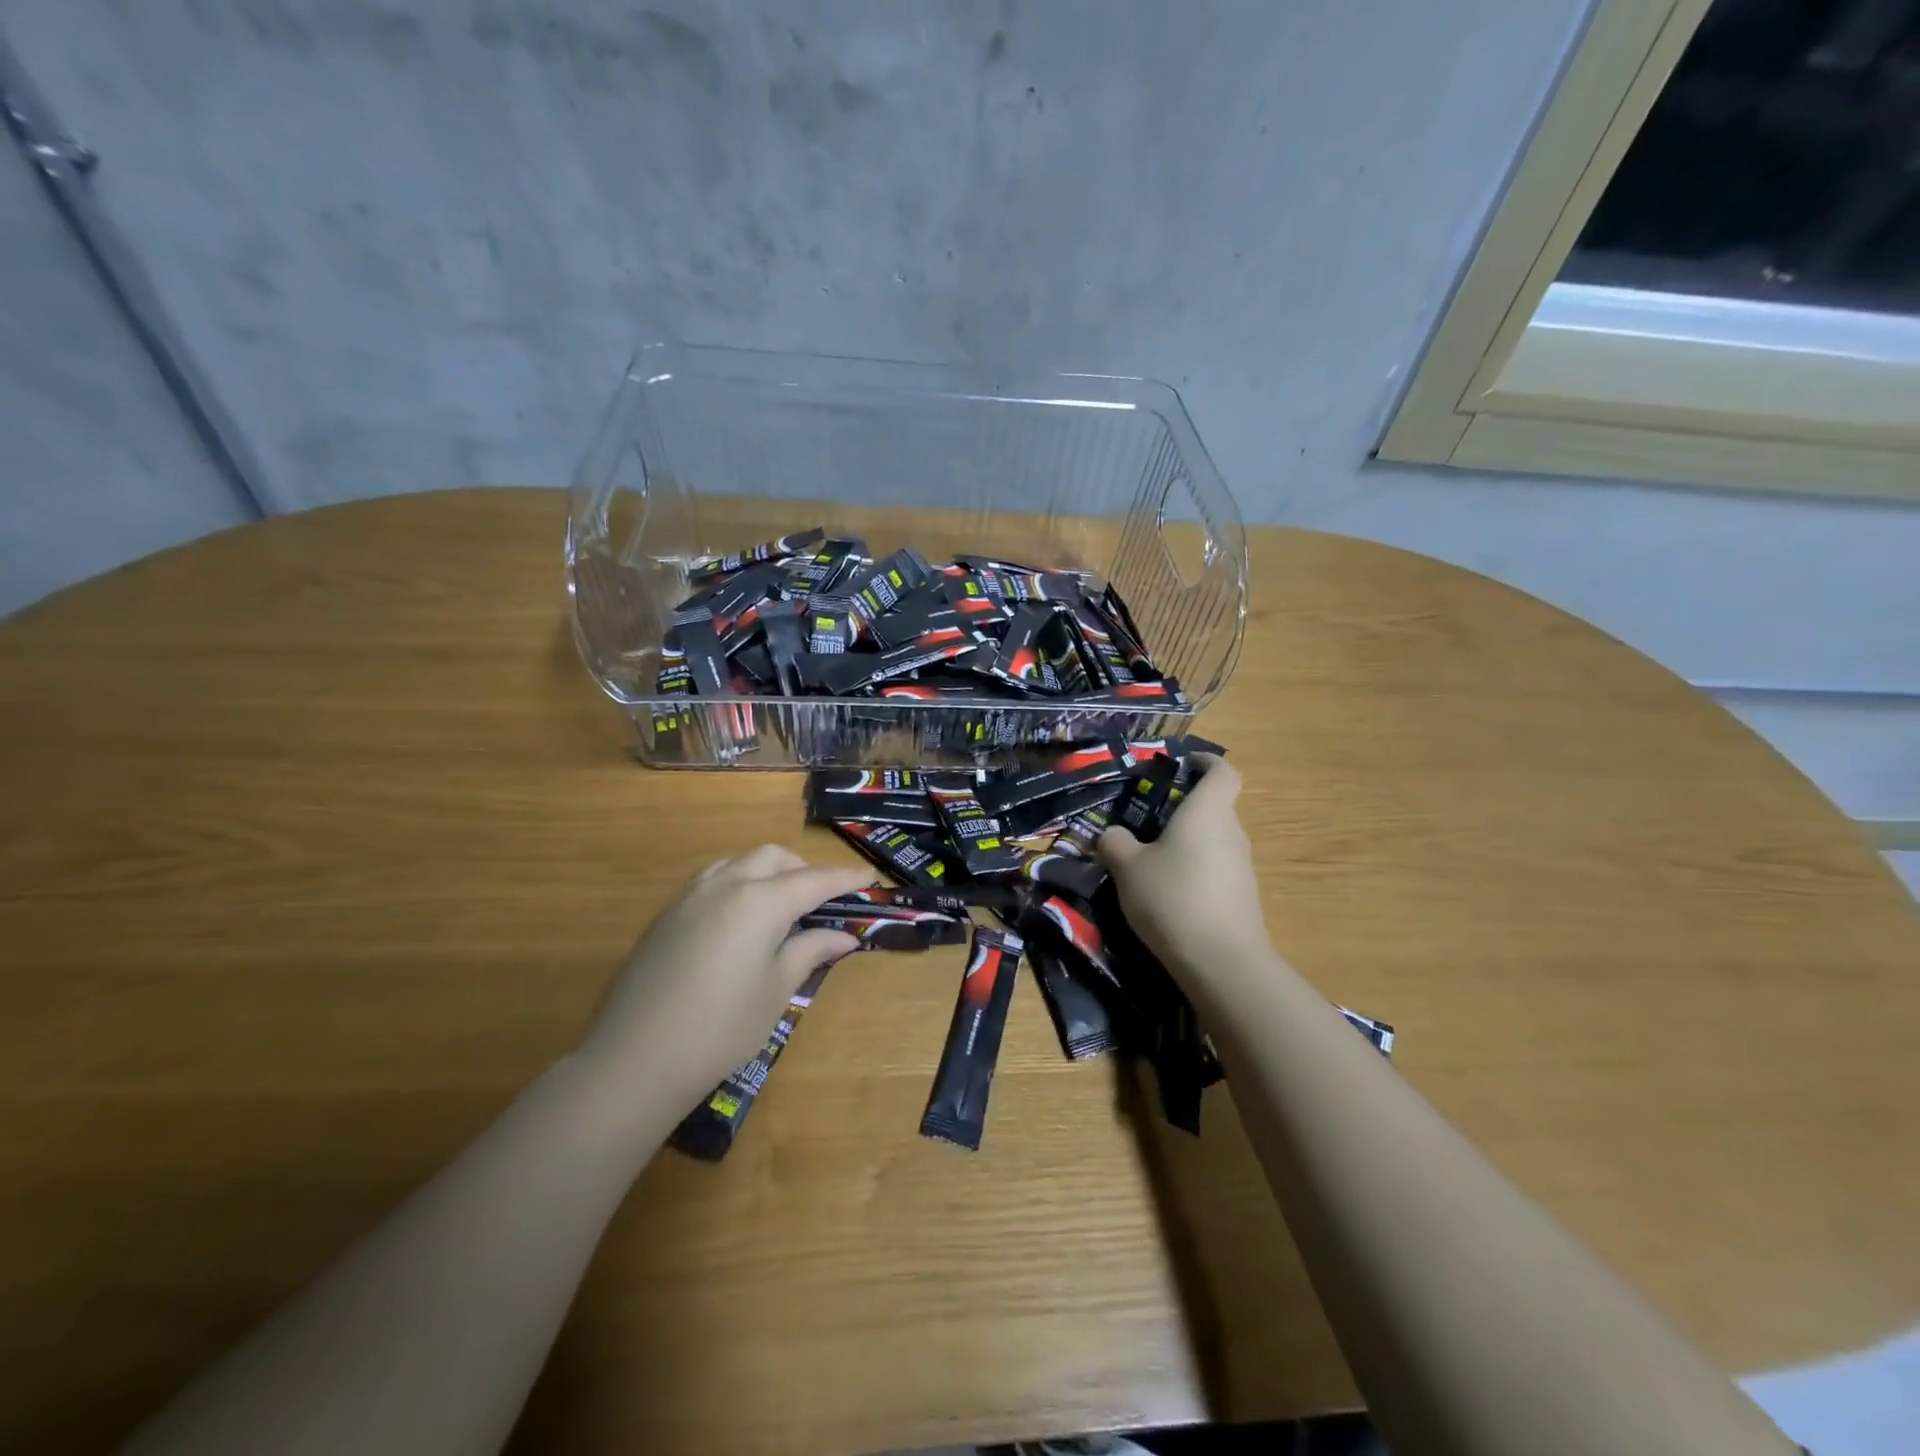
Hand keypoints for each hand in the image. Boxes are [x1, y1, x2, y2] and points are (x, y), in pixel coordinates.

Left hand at [578, 846, 869, 1108]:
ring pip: (739, 862)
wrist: (634, 1059)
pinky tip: (740, 922)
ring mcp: (691, 896)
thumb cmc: (721, 1027)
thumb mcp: (776, 990)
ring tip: (781, 907)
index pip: (814, 879)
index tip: (869, 877)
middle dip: (803, 869)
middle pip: (774, 857)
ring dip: (768, 872)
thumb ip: (810, 951)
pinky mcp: (666, 914)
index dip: (845, 877)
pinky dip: (739, 885)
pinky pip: (713, 880)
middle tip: (822, 900)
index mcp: (760, 900)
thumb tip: (843, 935)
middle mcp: (726, 884)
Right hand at [1098, 756, 1271, 986]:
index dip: (1205, 761)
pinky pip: (1215, 869)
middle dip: (1184, 808)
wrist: (1222, 963)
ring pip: (1213, 840)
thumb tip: (1111, 834)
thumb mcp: (1127, 867)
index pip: (1222, 771)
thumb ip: (1115, 843)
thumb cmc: (1172, 898)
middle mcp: (1231, 832)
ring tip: (1150, 860)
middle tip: (1146, 819)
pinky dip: (1194, 870)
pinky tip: (1168, 893)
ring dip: (1187, 842)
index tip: (1182, 764)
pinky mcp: (1242, 896)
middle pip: (1215, 807)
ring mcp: (1242, 866)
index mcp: (1207, 812)